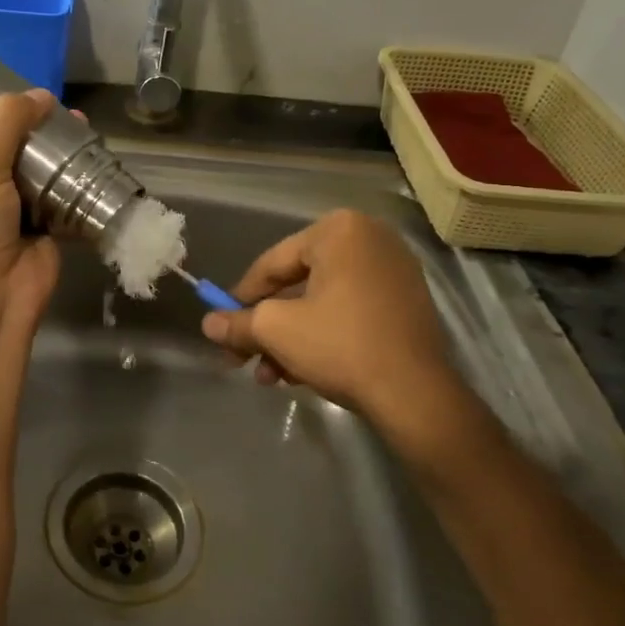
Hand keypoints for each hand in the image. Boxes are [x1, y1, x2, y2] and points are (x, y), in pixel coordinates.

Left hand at [0, 89, 61, 331]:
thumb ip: (7, 125)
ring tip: (85, 128)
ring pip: (43, 174)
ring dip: (63, 156)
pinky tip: (99, 160)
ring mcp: (16, 211)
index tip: (24, 97)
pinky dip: (81, 185)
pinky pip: (66, 200)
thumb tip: (42, 95)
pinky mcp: (47, 229)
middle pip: (14, 152)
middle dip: (39, 133)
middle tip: (65, 113)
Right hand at [201, 210, 491, 467]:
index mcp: (339, 230)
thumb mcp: (276, 331)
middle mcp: (370, 239)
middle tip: (244, 357)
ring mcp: (394, 272)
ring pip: (322, 303)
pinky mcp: (407, 303)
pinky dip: (323, 336)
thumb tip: (208, 323)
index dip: (240, 298)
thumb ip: (237, 322)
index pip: (272, 264)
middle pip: (297, 284)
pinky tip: (302, 373)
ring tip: (271, 376)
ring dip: (291, 338)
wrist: (417, 395)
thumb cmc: (340, 345)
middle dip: (268, 327)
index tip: (222, 326)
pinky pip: (350, 312)